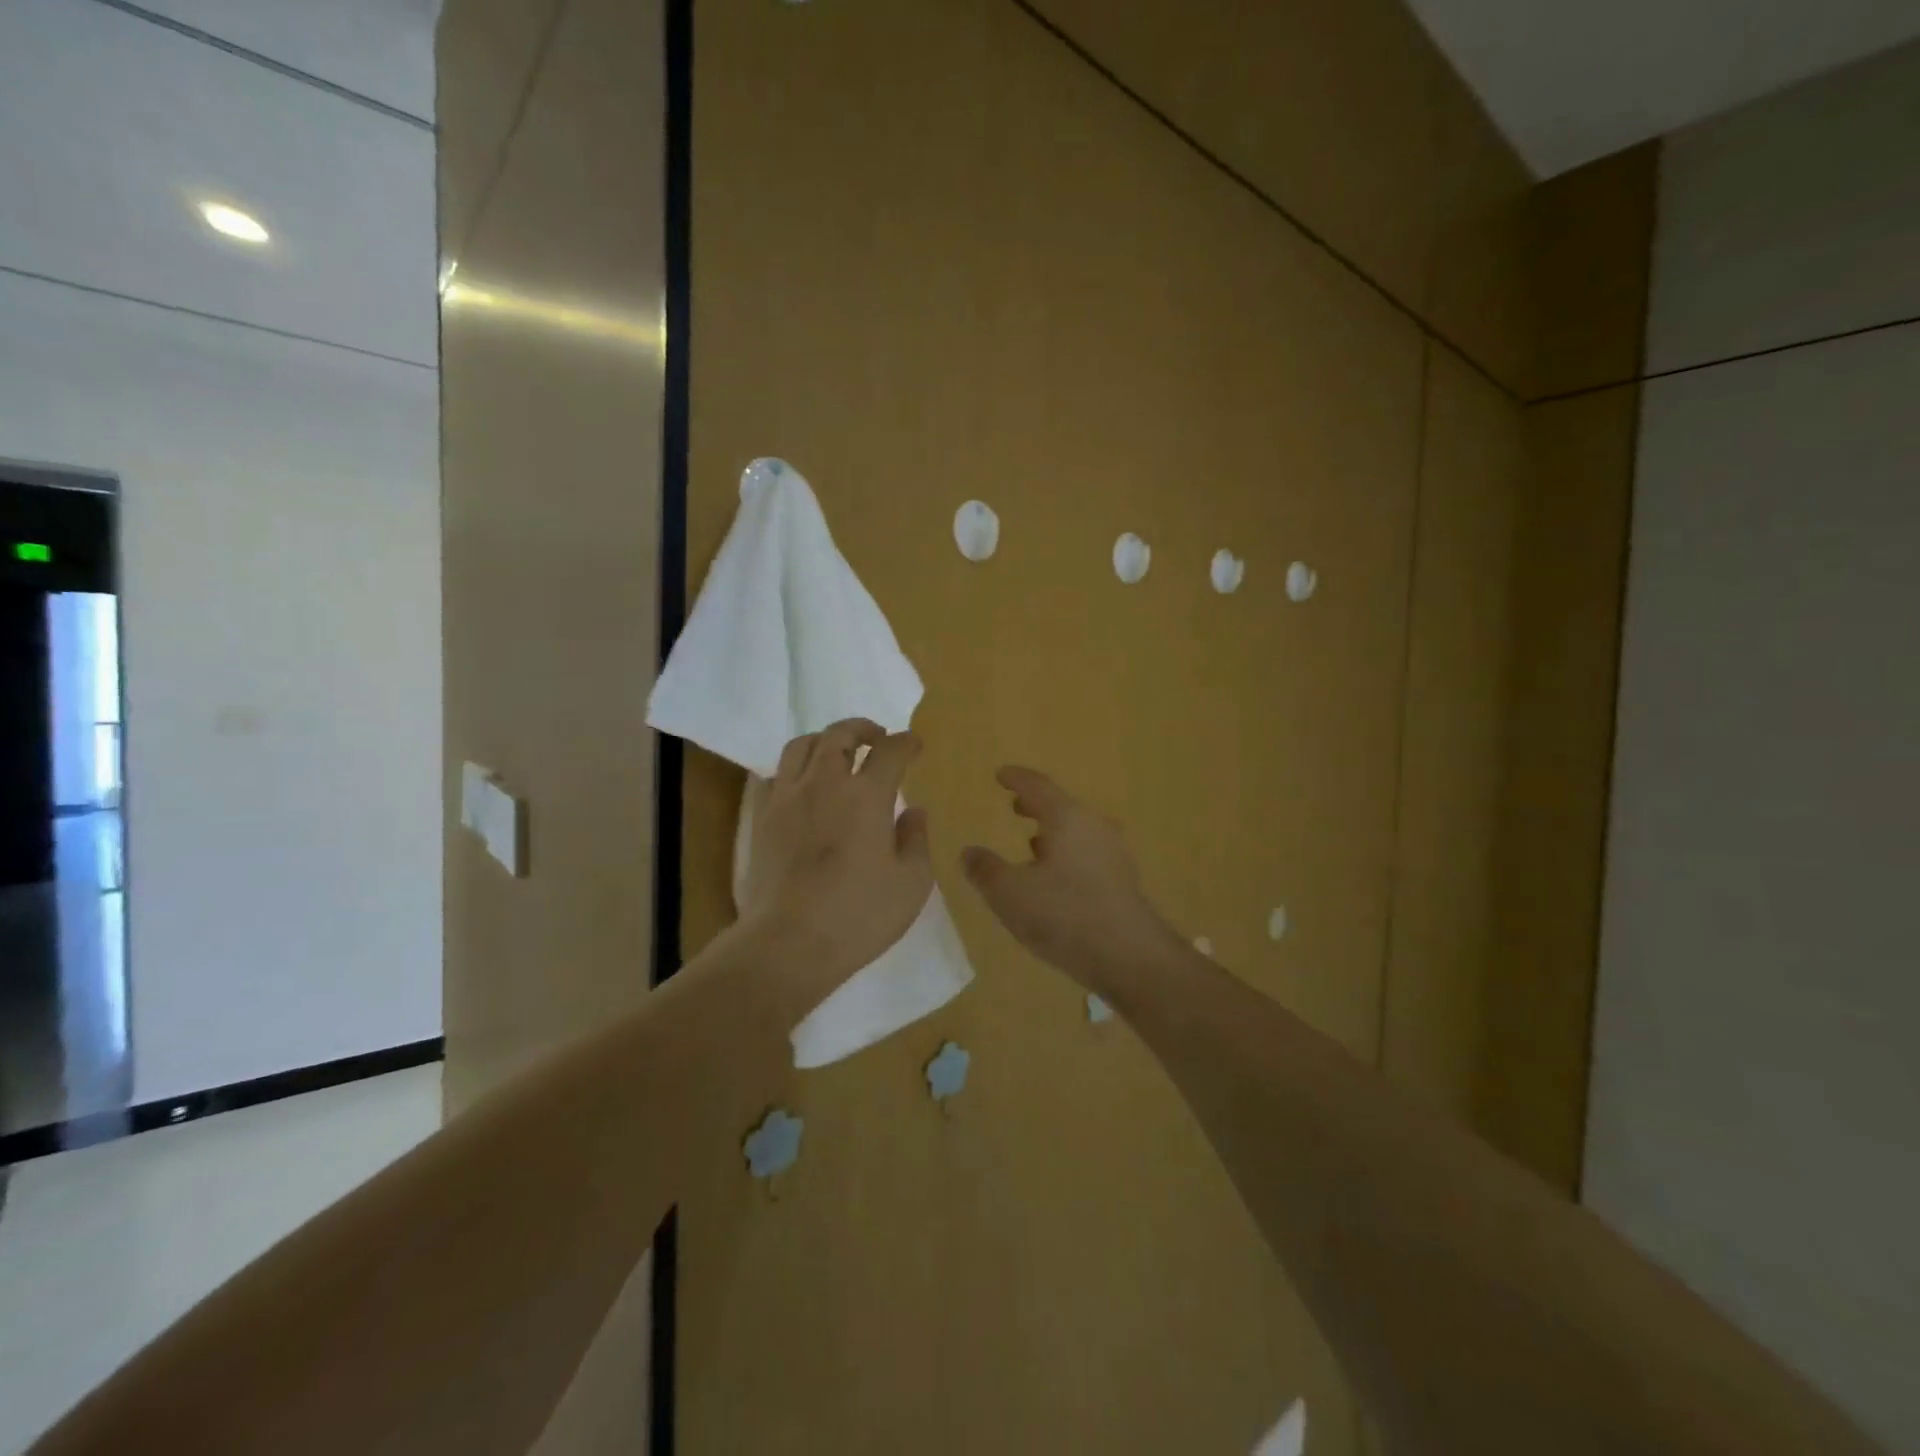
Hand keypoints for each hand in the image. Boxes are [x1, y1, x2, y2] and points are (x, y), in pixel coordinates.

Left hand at [740, 718, 934, 1004]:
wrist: (788, 943)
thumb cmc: (859, 916)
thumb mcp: (911, 883)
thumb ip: (916, 839)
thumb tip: (913, 810)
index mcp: (866, 795)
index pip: (889, 751)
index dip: (905, 742)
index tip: (914, 744)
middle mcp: (824, 783)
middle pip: (839, 734)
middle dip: (862, 728)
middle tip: (876, 737)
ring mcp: (788, 797)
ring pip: (802, 746)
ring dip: (825, 740)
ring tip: (838, 752)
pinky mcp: (762, 817)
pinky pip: (776, 774)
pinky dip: (795, 768)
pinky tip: (803, 785)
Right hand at [961, 767, 1182, 994]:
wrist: (1131, 957)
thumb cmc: (1065, 915)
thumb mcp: (1009, 894)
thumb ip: (985, 870)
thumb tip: (969, 852)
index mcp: (1067, 818)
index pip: (1038, 786)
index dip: (1016, 779)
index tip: (1001, 774)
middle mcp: (1095, 827)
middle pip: (1062, 806)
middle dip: (1036, 805)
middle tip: (1015, 805)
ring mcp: (1114, 854)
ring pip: (1078, 831)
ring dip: (1053, 832)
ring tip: (1032, 841)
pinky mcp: (1123, 881)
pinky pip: (1089, 854)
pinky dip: (1068, 854)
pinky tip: (1057, 877)